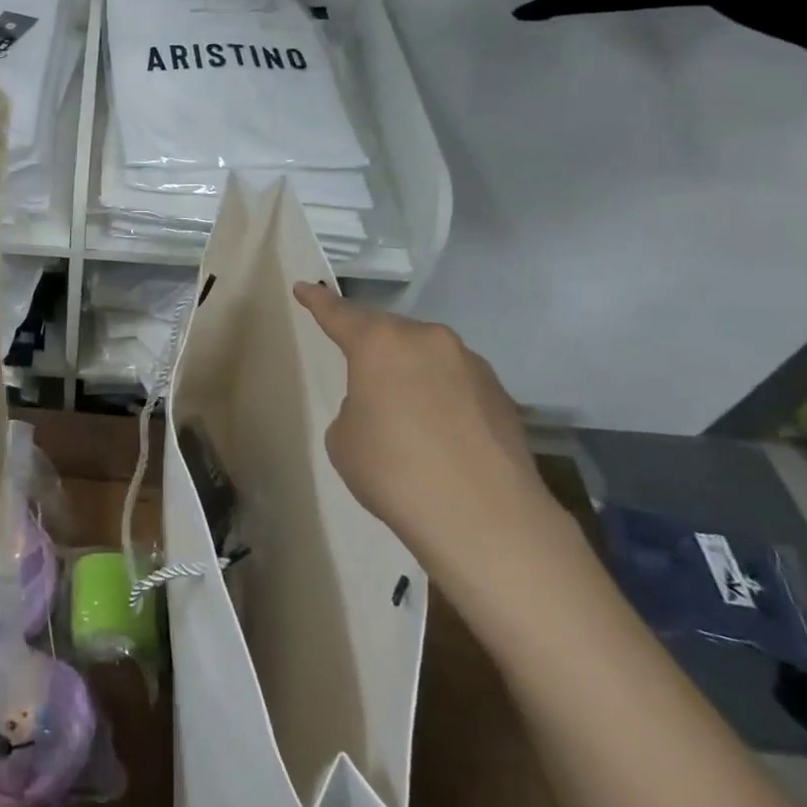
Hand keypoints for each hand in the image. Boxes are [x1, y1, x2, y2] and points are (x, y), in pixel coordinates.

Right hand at [294, 283, 561, 579]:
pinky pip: (457, 384)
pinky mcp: (502, 396)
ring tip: (404, 412)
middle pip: (390, 333)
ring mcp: (472, 365)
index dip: (318, 302)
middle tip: (360, 371)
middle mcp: (429, 341)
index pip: (339, 314)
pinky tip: (441, 435)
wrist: (484, 519)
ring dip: (412, 373)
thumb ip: (356, 407)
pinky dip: (442, 398)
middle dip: (373, 347)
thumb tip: (386, 406)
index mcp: (380, 343)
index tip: (304, 287)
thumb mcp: (344, 438)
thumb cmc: (393, 471)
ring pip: (428, 357)